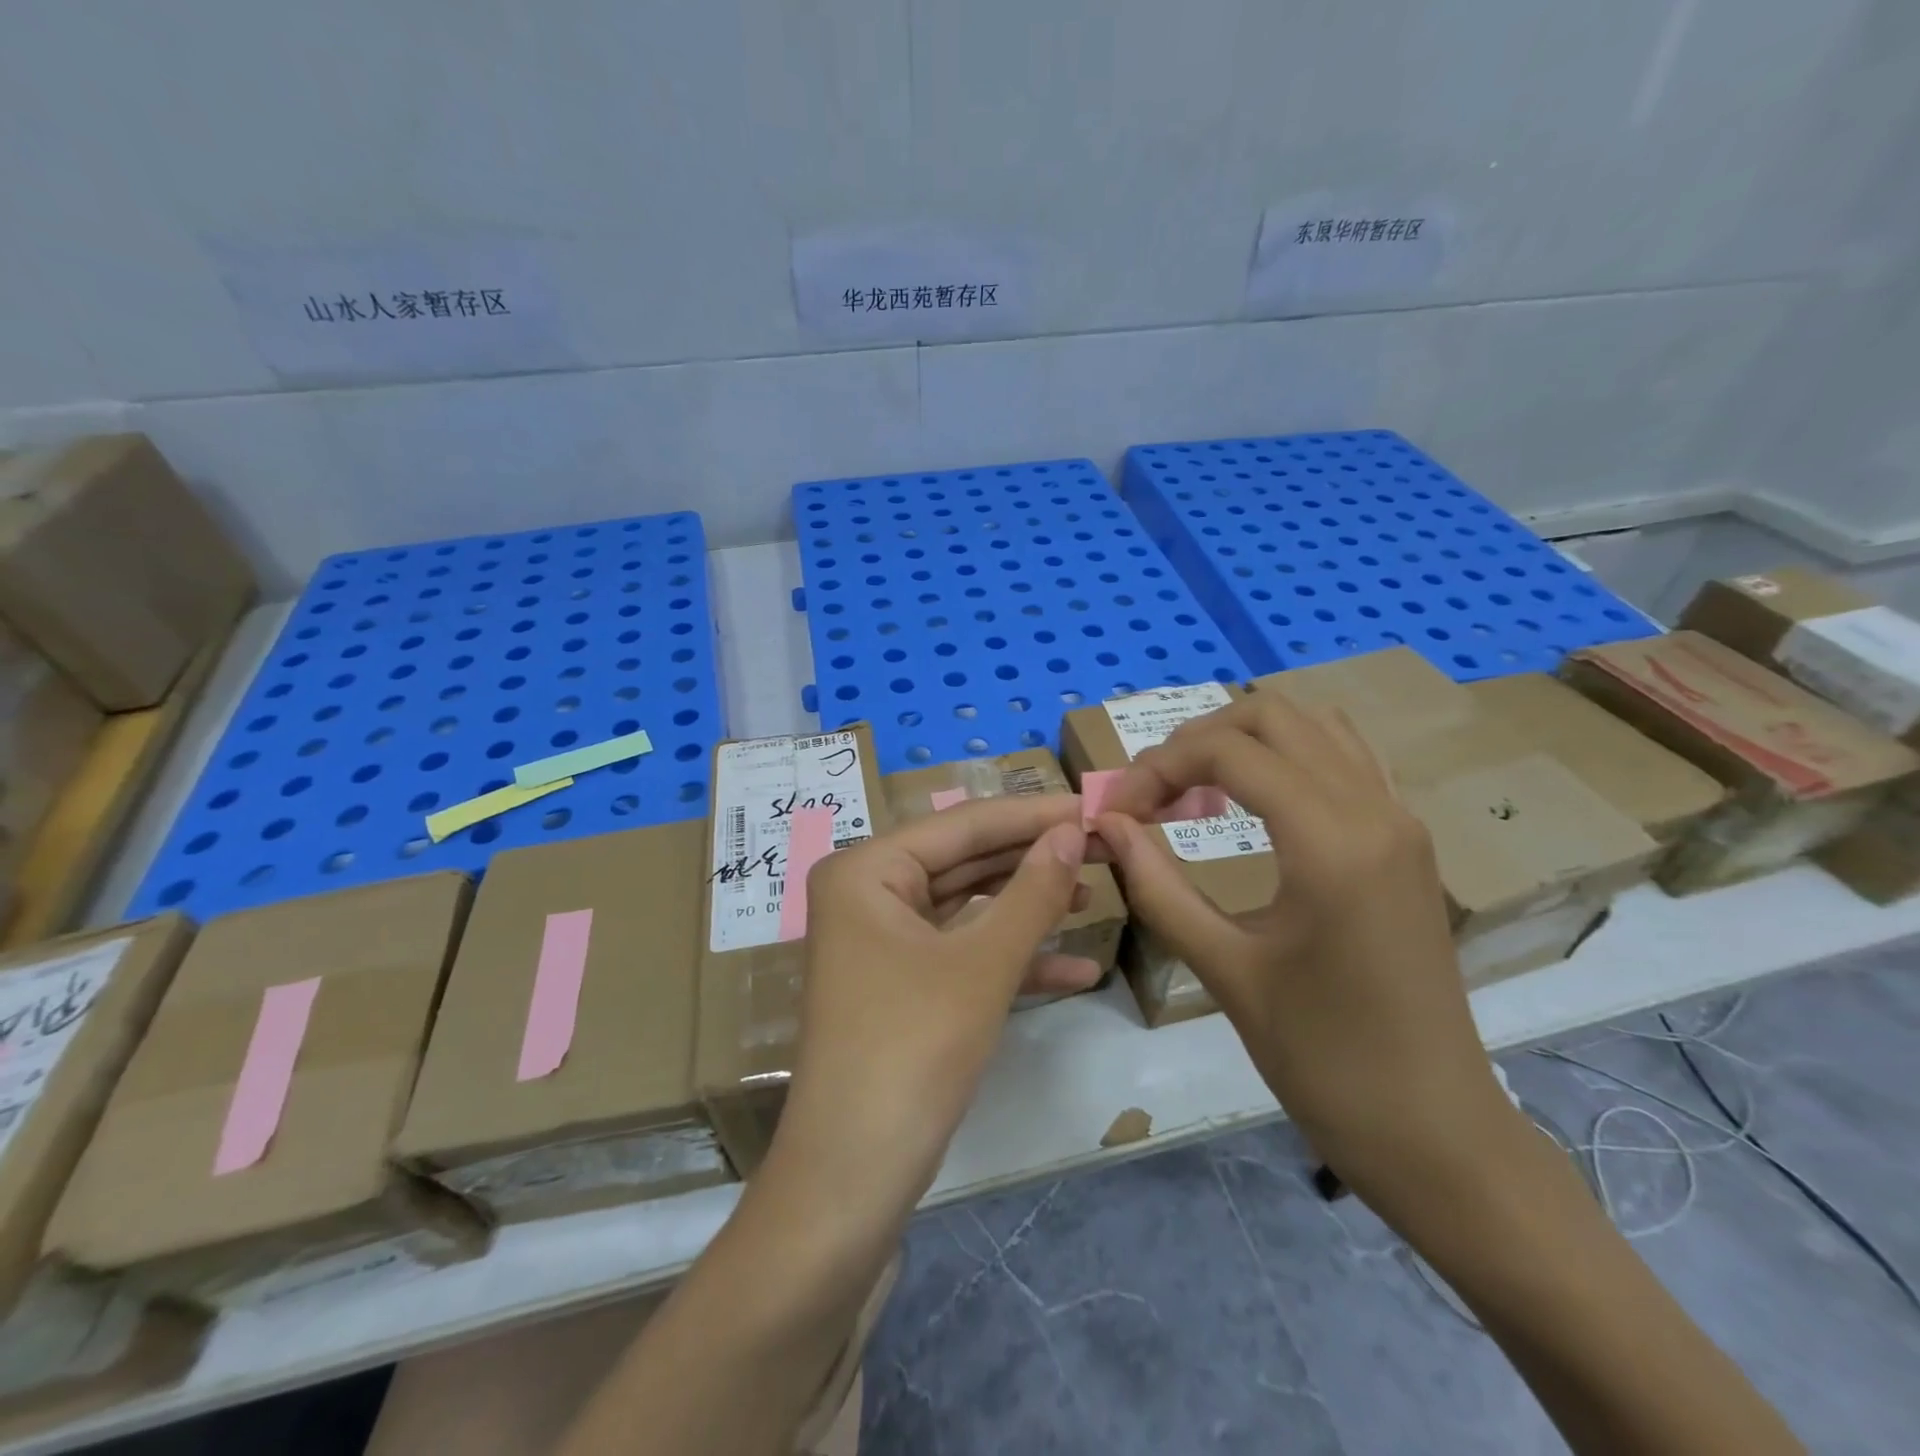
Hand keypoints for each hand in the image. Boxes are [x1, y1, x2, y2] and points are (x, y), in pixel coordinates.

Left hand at [771, 795, 1089, 1231]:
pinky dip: (1012, 957)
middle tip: (1104, 845)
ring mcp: (882, 940)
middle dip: (1034, 858)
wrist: (851, 1180)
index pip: (962, 824)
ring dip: (1028, 905)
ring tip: (1097, 893)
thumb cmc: (912, 1051)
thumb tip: (1073, 831)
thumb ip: (1032, 891)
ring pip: (968, 906)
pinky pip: (961, 951)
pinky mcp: (900, 983)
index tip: (1094, 805)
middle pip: (965, 860)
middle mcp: (867, 893)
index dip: (1032, 814)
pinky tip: (1078, 967)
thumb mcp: (983, 965)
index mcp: (867, 870)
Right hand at [1092, 691, 1522, 1215]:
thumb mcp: (1225, 970)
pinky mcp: (1407, 840)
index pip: (1228, 751)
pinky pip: (1344, 759)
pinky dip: (1287, 758)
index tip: (1116, 812)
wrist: (1435, 1132)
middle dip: (1196, 741)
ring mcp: (1400, 819)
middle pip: (1272, 715)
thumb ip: (1158, 886)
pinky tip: (1253, 804)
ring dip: (1243, 741)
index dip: (1157, 768)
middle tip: (1152, 795)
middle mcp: (1374, 809)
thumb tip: (1107, 824)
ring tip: (1194, 792)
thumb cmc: (1323, 1061)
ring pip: (1313, 726)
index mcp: (1332, 841)